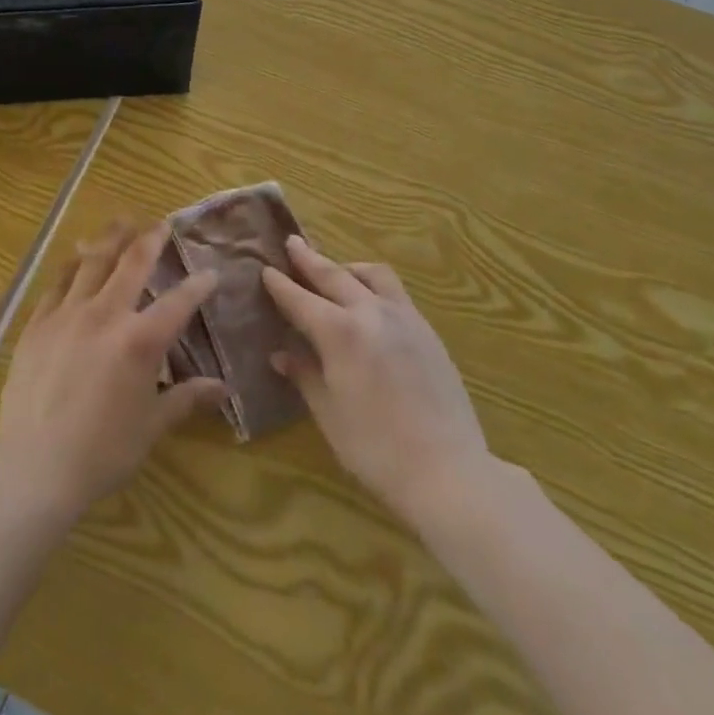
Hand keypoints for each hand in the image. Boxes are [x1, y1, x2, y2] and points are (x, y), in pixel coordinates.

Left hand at [0, 221, 225, 520]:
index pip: (178, 302)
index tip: (210, 273)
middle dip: (150, 239)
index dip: (198, 286)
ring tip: (121, 222)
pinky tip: (76, 257)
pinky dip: (71, 265)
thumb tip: (223, 389)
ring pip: (92, 261)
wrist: (34, 468)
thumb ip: (186, 399)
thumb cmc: (102, 452)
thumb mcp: (151, 427)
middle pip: (132, 263)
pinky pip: (57, 283)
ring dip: (110, 238)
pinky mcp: (37, 323)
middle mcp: (106, 314)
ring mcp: (67, 314)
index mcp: (140, 340)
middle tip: (161, 224)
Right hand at [262, 234, 490, 523]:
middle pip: (333, 275)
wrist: (448, 471)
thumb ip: (305, 375)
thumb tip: (281, 354)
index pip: (300, 299)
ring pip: (371, 275)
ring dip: (347, 267)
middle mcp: (369, 312)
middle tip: (292, 243)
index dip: (280, 285)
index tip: (265, 269)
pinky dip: (374, 285)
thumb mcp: (329, 414)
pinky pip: (395, 292)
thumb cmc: (376, 448)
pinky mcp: (427, 330)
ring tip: (336, 271)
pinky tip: (371, 302)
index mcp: (339, 332)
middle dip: (309, 259)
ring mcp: (403, 317)